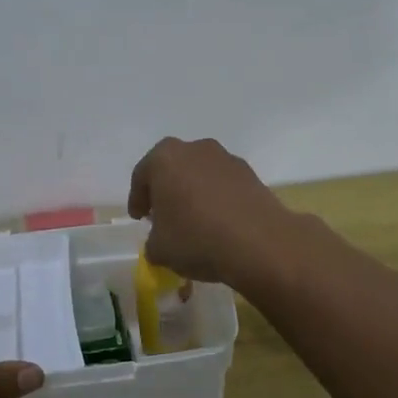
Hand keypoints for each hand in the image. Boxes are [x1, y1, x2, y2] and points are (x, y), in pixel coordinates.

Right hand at [127, 137, 295, 287]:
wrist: (259, 243)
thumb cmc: (197, 239)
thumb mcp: (160, 249)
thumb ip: (153, 241)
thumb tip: (160, 241)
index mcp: (164, 158)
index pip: (142, 176)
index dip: (137, 199)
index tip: (139, 218)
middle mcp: (195, 149)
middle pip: (172, 168)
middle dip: (166, 190)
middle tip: (163, 215)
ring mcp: (226, 158)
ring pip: (200, 174)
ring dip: (194, 192)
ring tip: (194, 221)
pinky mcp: (250, 173)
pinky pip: (223, 184)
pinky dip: (217, 198)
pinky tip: (219, 223)